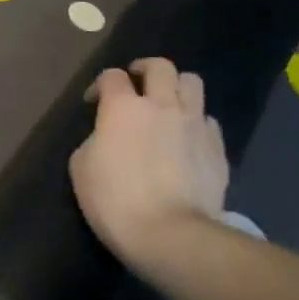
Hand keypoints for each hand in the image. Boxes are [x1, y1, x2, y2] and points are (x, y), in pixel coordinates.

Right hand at [70, 58, 227, 271]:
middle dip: (145, 69)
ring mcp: (194, 123)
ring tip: (168, 104)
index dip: (100, 85)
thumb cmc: (115, 202)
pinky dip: (196, 123)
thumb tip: (106, 137)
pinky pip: (208, 121)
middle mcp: (162, 104)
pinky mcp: (217, 147)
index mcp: (124, 108)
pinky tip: (188, 140)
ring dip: (177, 87)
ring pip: (192, 82)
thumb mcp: (81, 170)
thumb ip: (93, 141)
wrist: (169, 233)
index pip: (111, 76)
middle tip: (137, 83)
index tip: (94, 102)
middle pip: (160, 66)